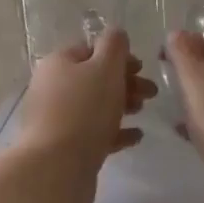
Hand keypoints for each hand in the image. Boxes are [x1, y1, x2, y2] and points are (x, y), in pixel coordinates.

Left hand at [13, 27, 156, 202]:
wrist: (56, 168)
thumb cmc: (83, 111)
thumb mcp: (105, 68)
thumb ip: (114, 46)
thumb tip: (116, 33)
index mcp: (58, 63)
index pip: (90, 49)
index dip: (118, 55)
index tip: (141, 67)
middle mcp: (53, 88)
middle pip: (93, 78)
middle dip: (125, 82)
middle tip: (151, 93)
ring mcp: (57, 119)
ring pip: (95, 106)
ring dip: (122, 105)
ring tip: (143, 112)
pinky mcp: (65, 147)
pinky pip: (94, 133)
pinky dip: (115, 132)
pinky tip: (135, 137)